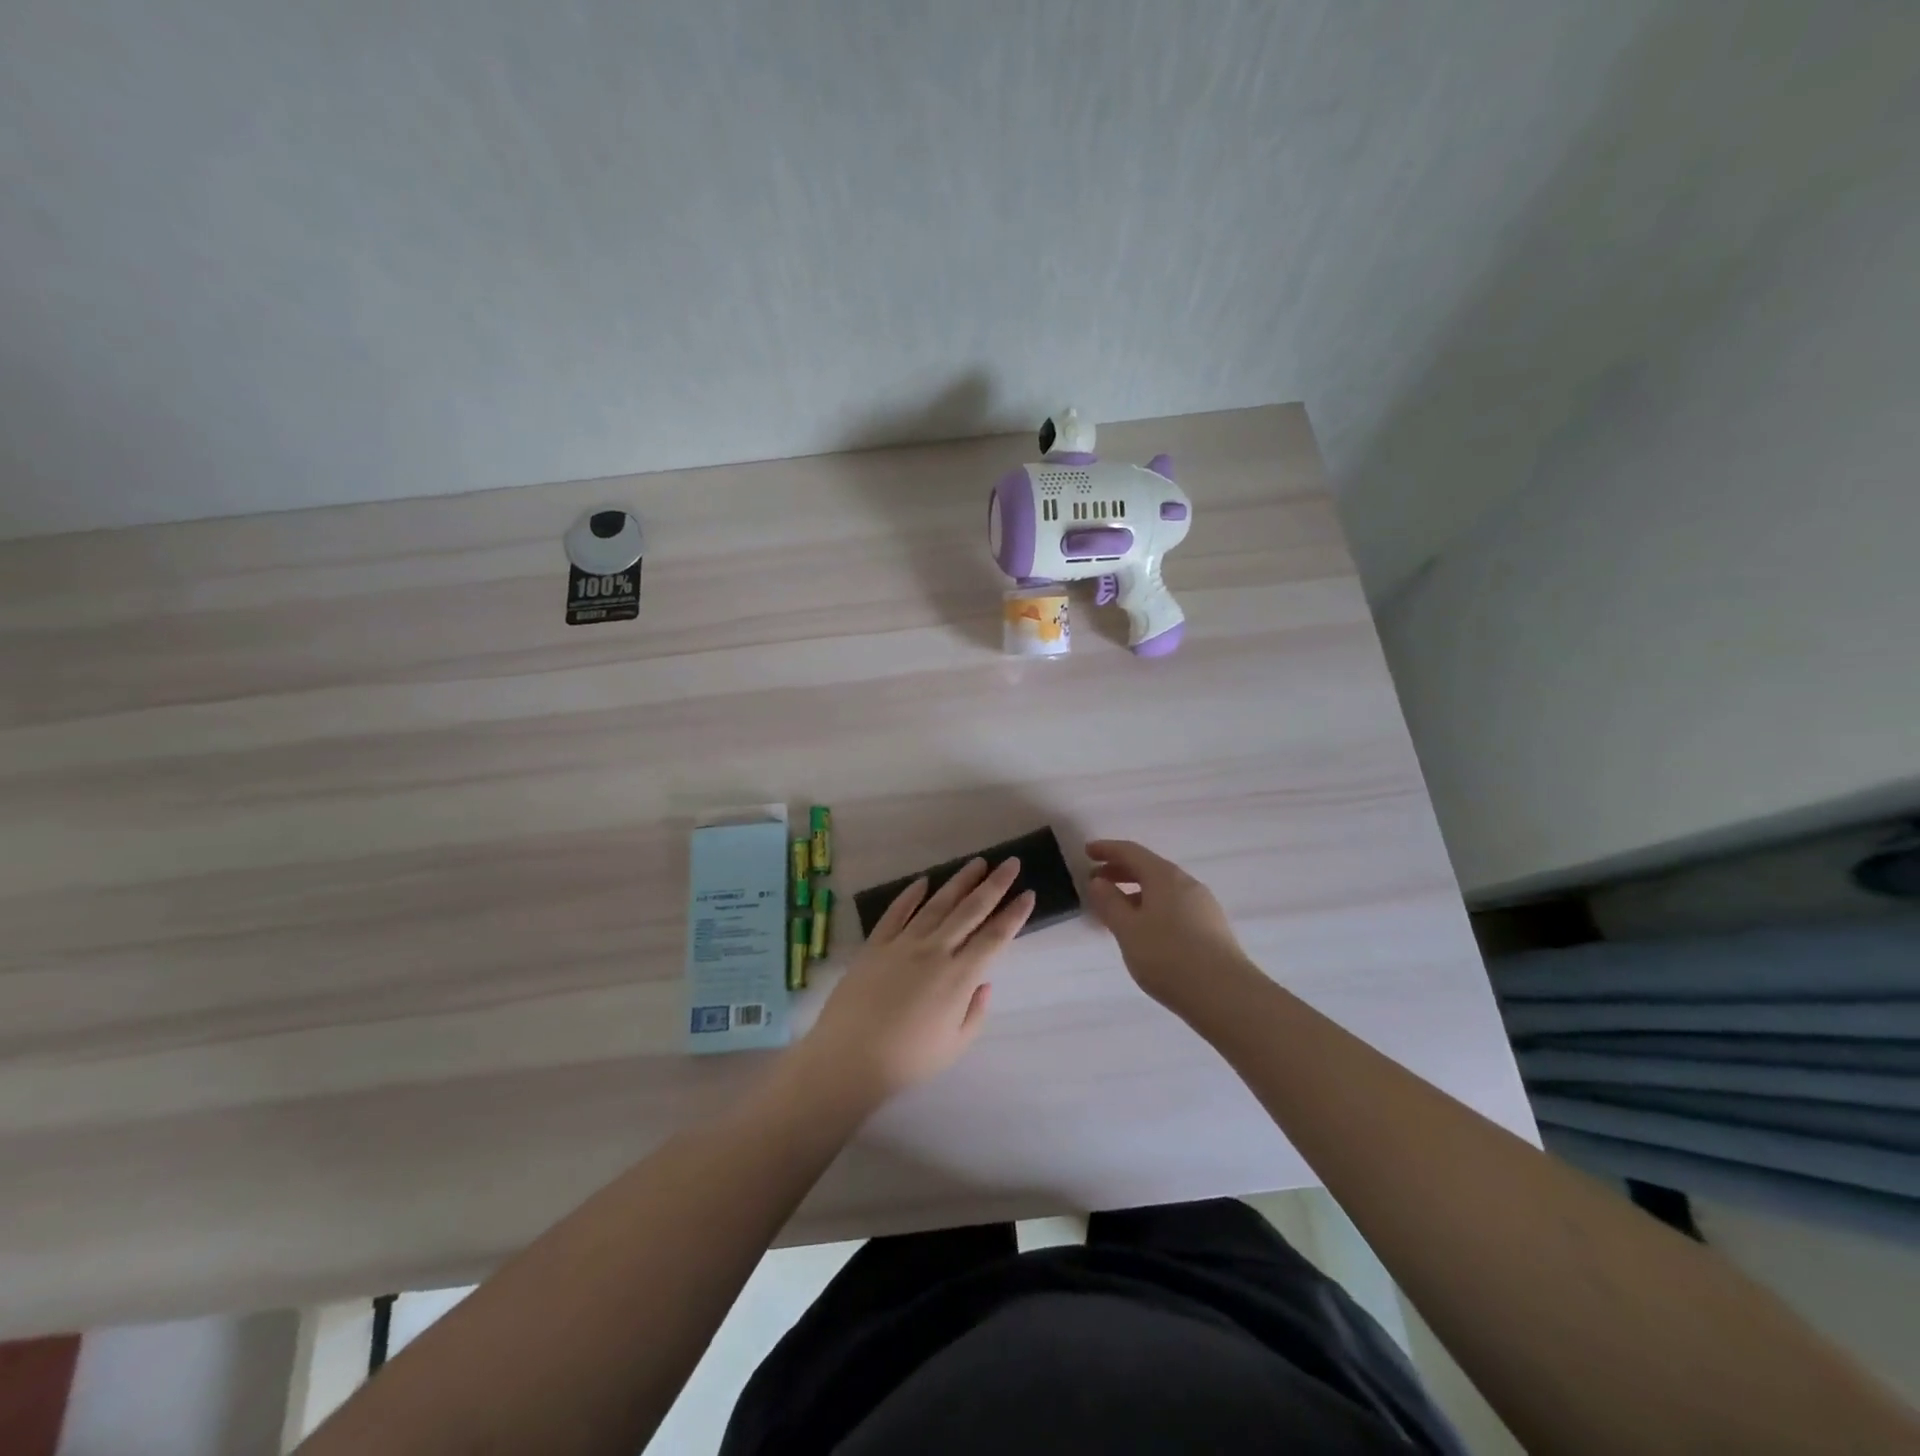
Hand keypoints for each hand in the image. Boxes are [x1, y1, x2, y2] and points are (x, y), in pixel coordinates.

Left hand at [799, 857, 1033, 1107]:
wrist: (848, 1058)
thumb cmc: (907, 1060)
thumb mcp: (954, 1046)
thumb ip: (975, 1012)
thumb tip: (984, 982)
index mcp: (958, 977)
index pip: (994, 938)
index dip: (1014, 915)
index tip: (1028, 894)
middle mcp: (934, 951)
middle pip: (970, 910)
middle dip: (994, 885)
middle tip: (1010, 862)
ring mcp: (903, 944)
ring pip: (937, 904)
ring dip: (960, 881)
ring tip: (977, 863)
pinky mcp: (875, 945)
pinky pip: (896, 912)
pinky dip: (910, 895)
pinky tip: (923, 881)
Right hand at [1085, 839, 1254, 1013]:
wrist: (1226, 995)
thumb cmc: (1168, 956)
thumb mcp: (1128, 930)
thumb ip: (1110, 903)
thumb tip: (1098, 881)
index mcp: (1164, 876)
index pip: (1131, 852)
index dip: (1107, 849)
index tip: (1087, 852)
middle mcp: (1186, 883)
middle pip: (1149, 868)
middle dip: (1120, 871)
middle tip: (1096, 881)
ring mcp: (1203, 905)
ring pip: (1162, 889)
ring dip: (1136, 892)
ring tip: (1116, 910)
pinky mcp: (1211, 928)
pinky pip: (1174, 906)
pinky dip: (1152, 907)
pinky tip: (1145, 930)